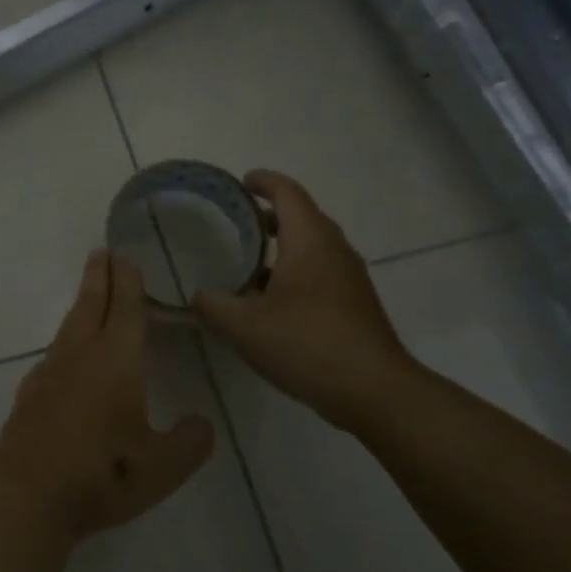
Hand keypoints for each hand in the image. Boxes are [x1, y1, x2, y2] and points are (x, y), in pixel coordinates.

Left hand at [0, 251, 214, 542]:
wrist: (27, 497)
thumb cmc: (102, 475)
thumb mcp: (163, 467)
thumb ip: (190, 442)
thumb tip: (201, 424)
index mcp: (115, 361)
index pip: (124, 308)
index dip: (128, 281)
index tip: (125, 256)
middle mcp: (79, 356)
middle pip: (90, 304)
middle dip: (99, 276)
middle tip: (101, 252)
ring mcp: (49, 373)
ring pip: (69, 326)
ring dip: (82, 303)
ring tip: (90, 295)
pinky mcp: (30, 394)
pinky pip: (54, 353)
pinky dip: (67, 340)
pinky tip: (68, 358)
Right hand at [192, 170, 419, 420]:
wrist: (373, 390)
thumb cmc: (306, 344)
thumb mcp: (244, 327)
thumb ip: (213, 306)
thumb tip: (197, 296)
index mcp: (309, 241)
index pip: (287, 193)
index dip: (264, 181)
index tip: (242, 182)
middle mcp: (334, 249)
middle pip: (304, 216)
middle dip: (272, 213)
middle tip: (239, 221)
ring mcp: (350, 277)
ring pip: (314, 246)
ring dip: (285, 245)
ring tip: (251, 261)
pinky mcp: (356, 303)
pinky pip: (322, 271)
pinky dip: (297, 270)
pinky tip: (274, 300)